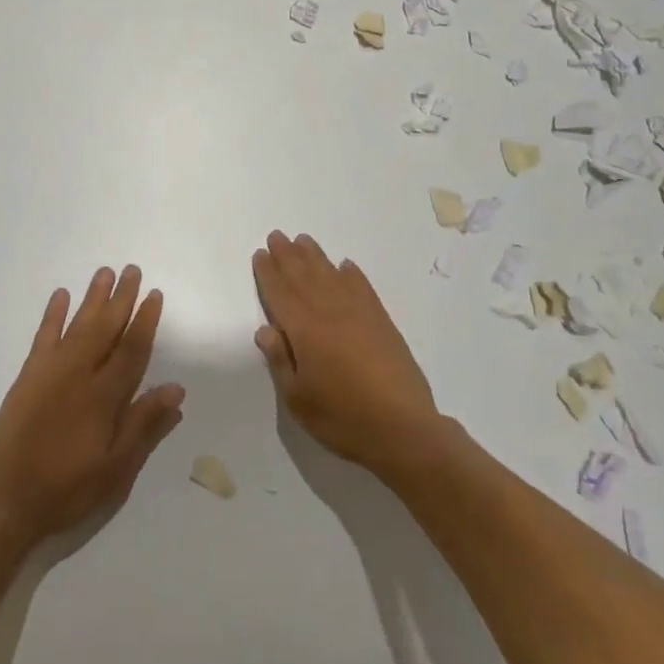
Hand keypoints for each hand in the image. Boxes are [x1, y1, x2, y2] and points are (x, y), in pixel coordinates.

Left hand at [0, 265, 184, 543]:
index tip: (154, 294)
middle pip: (105, 328)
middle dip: (121, 299)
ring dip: (92, 298)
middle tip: (132, 270)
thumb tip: (176, 389)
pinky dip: (52, 315)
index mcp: (104, 398)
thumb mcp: (115, 470)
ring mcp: (50, 373)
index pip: (131, 350)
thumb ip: (144, 426)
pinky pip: (43, 337)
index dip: (144, 321)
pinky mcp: (27, 377)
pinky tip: (60, 295)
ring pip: (77, 325)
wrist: (4, 503)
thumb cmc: (66, 490)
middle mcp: (78, 375)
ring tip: (105, 273)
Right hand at [251, 231, 442, 476]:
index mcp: (304, 330)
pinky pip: (362, 286)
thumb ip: (279, 361)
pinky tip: (345, 266)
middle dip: (287, 255)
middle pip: (303, 275)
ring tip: (303, 241)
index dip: (268, 272)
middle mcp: (329, 311)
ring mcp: (359, 312)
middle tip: (277, 236)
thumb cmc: (343, 418)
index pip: (280, 293)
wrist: (403, 428)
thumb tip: (265, 329)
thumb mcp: (298, 399)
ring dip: (315, 256)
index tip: (260, 254)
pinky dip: (351, 273)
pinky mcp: (382, 320)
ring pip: (331, 274)